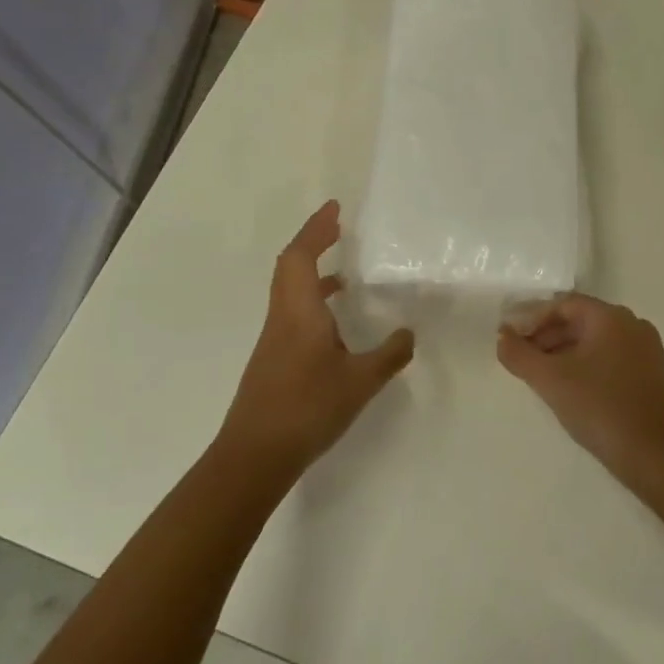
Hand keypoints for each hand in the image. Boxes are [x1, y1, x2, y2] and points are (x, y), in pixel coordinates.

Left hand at [217, 201, 414, 483]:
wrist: (254, 455)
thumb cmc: (307, 409)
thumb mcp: (360, 382)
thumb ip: (388, 355)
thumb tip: (409, 333)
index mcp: (299, 312)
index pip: (301, 255)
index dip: (316, 228)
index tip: (335, 208)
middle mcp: (283, 316)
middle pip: (290, 265)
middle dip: (313, 241)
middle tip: (339, 228)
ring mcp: (275, 338)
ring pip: (289, 289)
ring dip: (313, 270)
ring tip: (346, 272)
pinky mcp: (274, 357)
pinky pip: (292, 310)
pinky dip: (312, 299)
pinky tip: (335, 322)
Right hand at [496, 294, 663, 484]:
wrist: (662, 458)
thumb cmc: (603, 409)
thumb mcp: (552, 381)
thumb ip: (520, 355)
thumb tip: (502, 335)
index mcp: (611, 317)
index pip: (563, 304)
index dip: (532, 318)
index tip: (510, 339)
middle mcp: (632, 326)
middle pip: (580, 320)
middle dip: (546, 336)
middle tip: (520, 359)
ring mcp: (645, 352)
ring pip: (595, 342)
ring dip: (564, 353)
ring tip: (540, 378)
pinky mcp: (651, 377)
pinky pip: (610, 360)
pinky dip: (585, 367)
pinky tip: (570, 392)